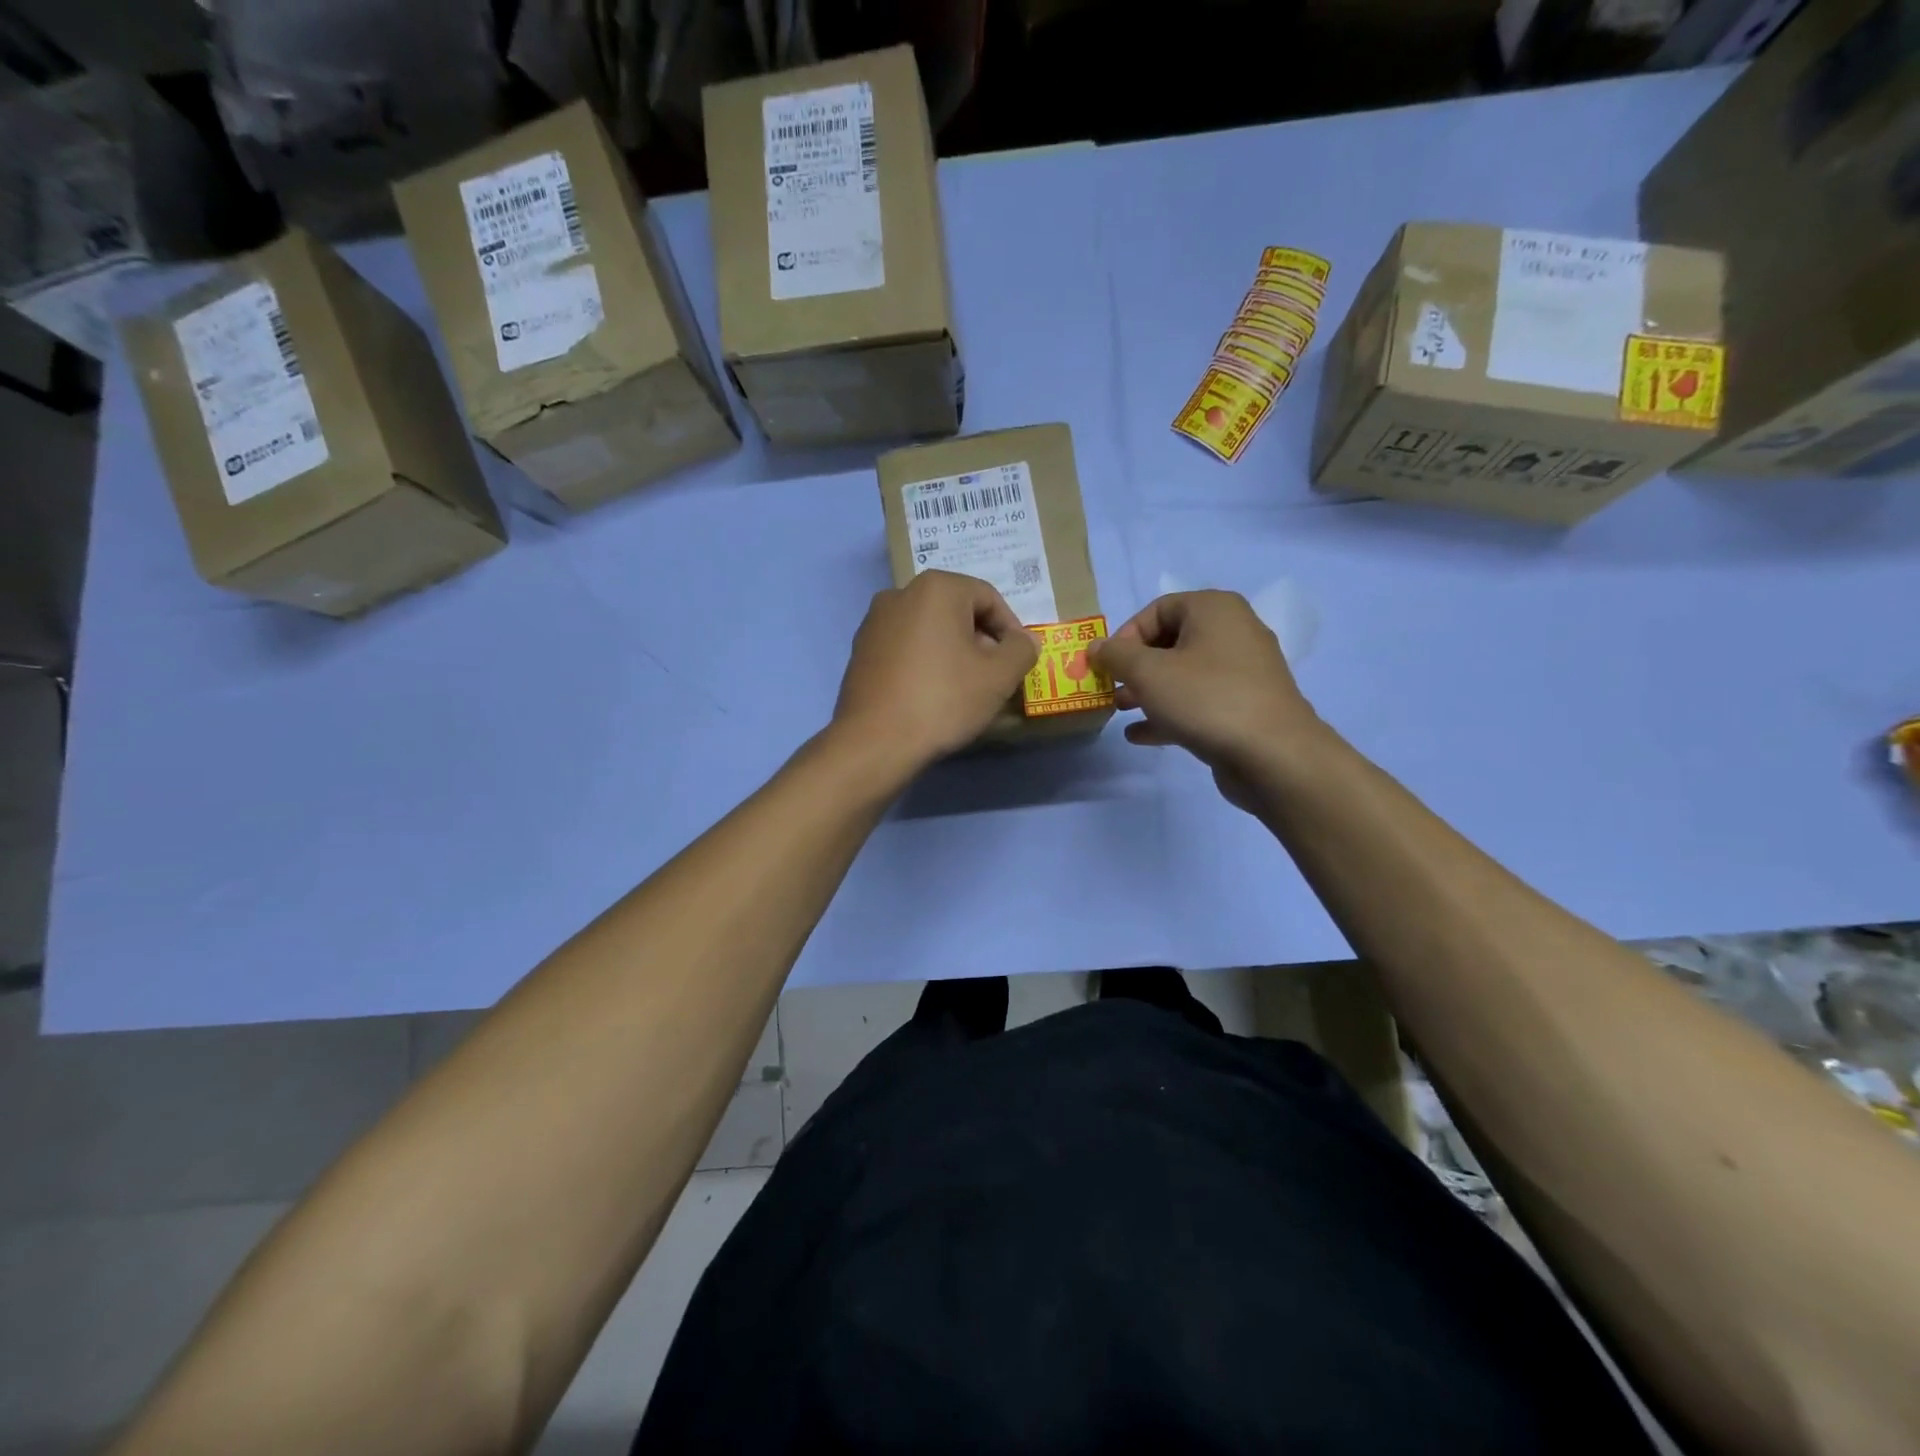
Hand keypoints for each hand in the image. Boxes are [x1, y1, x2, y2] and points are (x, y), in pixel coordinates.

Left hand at [831, 571, 1038, 777]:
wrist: (875, 741)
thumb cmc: (943, 700)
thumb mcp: (998, 677)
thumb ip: (1021, 650)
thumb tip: (1024, 640)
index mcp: (936, 588)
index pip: (988, 598)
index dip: (1011, 629)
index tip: (1018, 661)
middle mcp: (900, 594)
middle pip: (956, 611)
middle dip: (981, 640)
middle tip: (995, 676)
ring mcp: (874, 622)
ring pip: (929, 630)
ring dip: (953, 652)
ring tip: (965, 688)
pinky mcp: (860, 651)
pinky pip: (905, 648)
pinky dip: (925, 662)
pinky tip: (932, 694)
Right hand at [1090, 591, 1320, 809]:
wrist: (1273, 755)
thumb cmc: (1206, 699)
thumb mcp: (1148, 673)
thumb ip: (1116, 656)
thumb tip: (1095, 647)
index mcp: (1214, 609)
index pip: (1157, 609)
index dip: (1125, 636)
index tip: (1105, 666)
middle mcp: (1233, 632)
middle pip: (1170, 642)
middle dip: (1134, 667)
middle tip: (1110, 690)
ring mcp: (1243, 672)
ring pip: (1184, 674)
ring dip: (1148, 691)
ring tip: (1120, 711)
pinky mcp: (1245, 707)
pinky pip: (1199, 701)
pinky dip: (1170, 713)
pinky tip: (1140, 735)